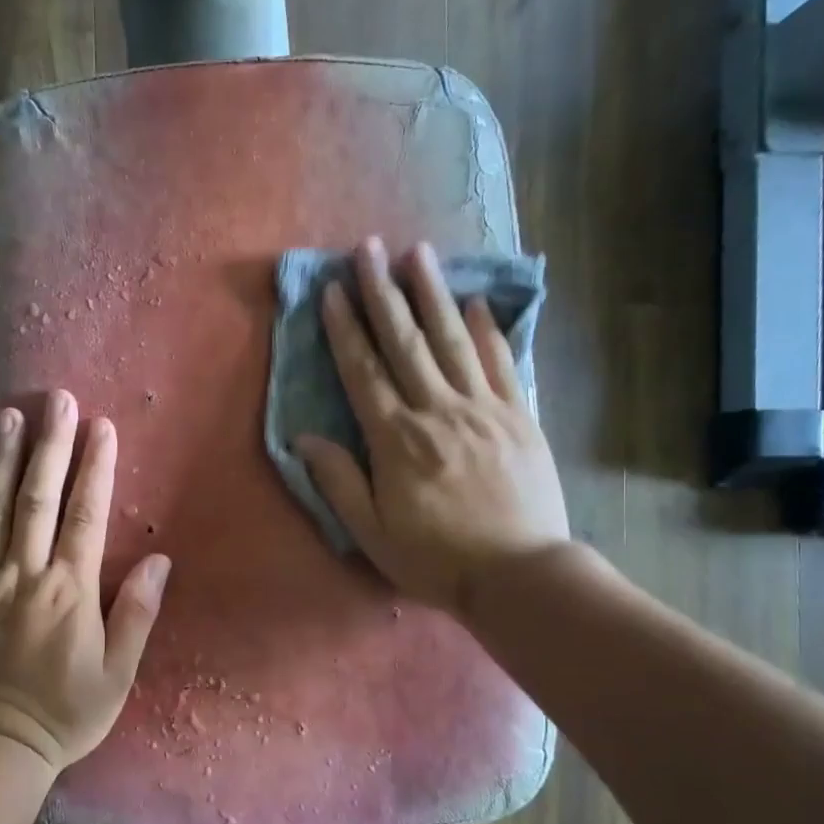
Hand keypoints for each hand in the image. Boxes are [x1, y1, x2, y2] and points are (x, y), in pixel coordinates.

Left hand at [0, 389, 170, 771]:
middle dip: (51, 445)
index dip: (96, 468)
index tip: (102, 427)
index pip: (86, 516)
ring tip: (8, 416)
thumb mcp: (118, 673)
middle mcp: (25, 576)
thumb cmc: (68, 711)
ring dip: (4, 459)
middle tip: (57, 400)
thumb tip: (161, 561)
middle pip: (38, 499)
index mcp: (69, 592)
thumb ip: (136, 613)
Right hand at [296, 238, 568, 614]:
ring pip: (453, 339)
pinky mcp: (519, 417)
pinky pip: (501, 363)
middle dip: (382, 291)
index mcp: (396, 439)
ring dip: (433, 293)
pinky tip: (477, 302)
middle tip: (368, 247)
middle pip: (405, 341)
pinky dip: (488, 330)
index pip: (364, 371)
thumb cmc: (436, 558)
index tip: (334, 290)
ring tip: (419, 252)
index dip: (346, 328)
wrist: (519, 576)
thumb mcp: (372, 532)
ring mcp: (483, 409)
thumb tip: (303, 439)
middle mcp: (438, 411)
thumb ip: (338, 481)